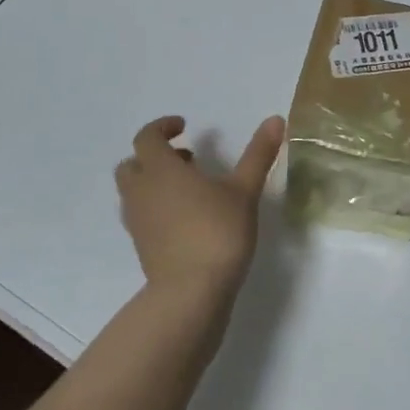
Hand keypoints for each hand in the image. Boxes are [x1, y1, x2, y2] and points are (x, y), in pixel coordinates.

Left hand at [116, 114, 285, 306]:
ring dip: (154, 180)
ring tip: (189, 189)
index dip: (163, 127)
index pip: (147, 137)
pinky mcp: (141, 245)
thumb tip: (276, 118)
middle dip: (155, 155)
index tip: (184, 126)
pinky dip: (155, 205)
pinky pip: (140, 214)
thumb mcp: (244, 190)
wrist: (191, 291)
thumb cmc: (217, 232)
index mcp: (160, 169)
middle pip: (133, 162)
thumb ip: (258, 154)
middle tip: (187, 158)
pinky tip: (185, 217)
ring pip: (134, 190)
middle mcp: (141, 191)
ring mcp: (137, 220)